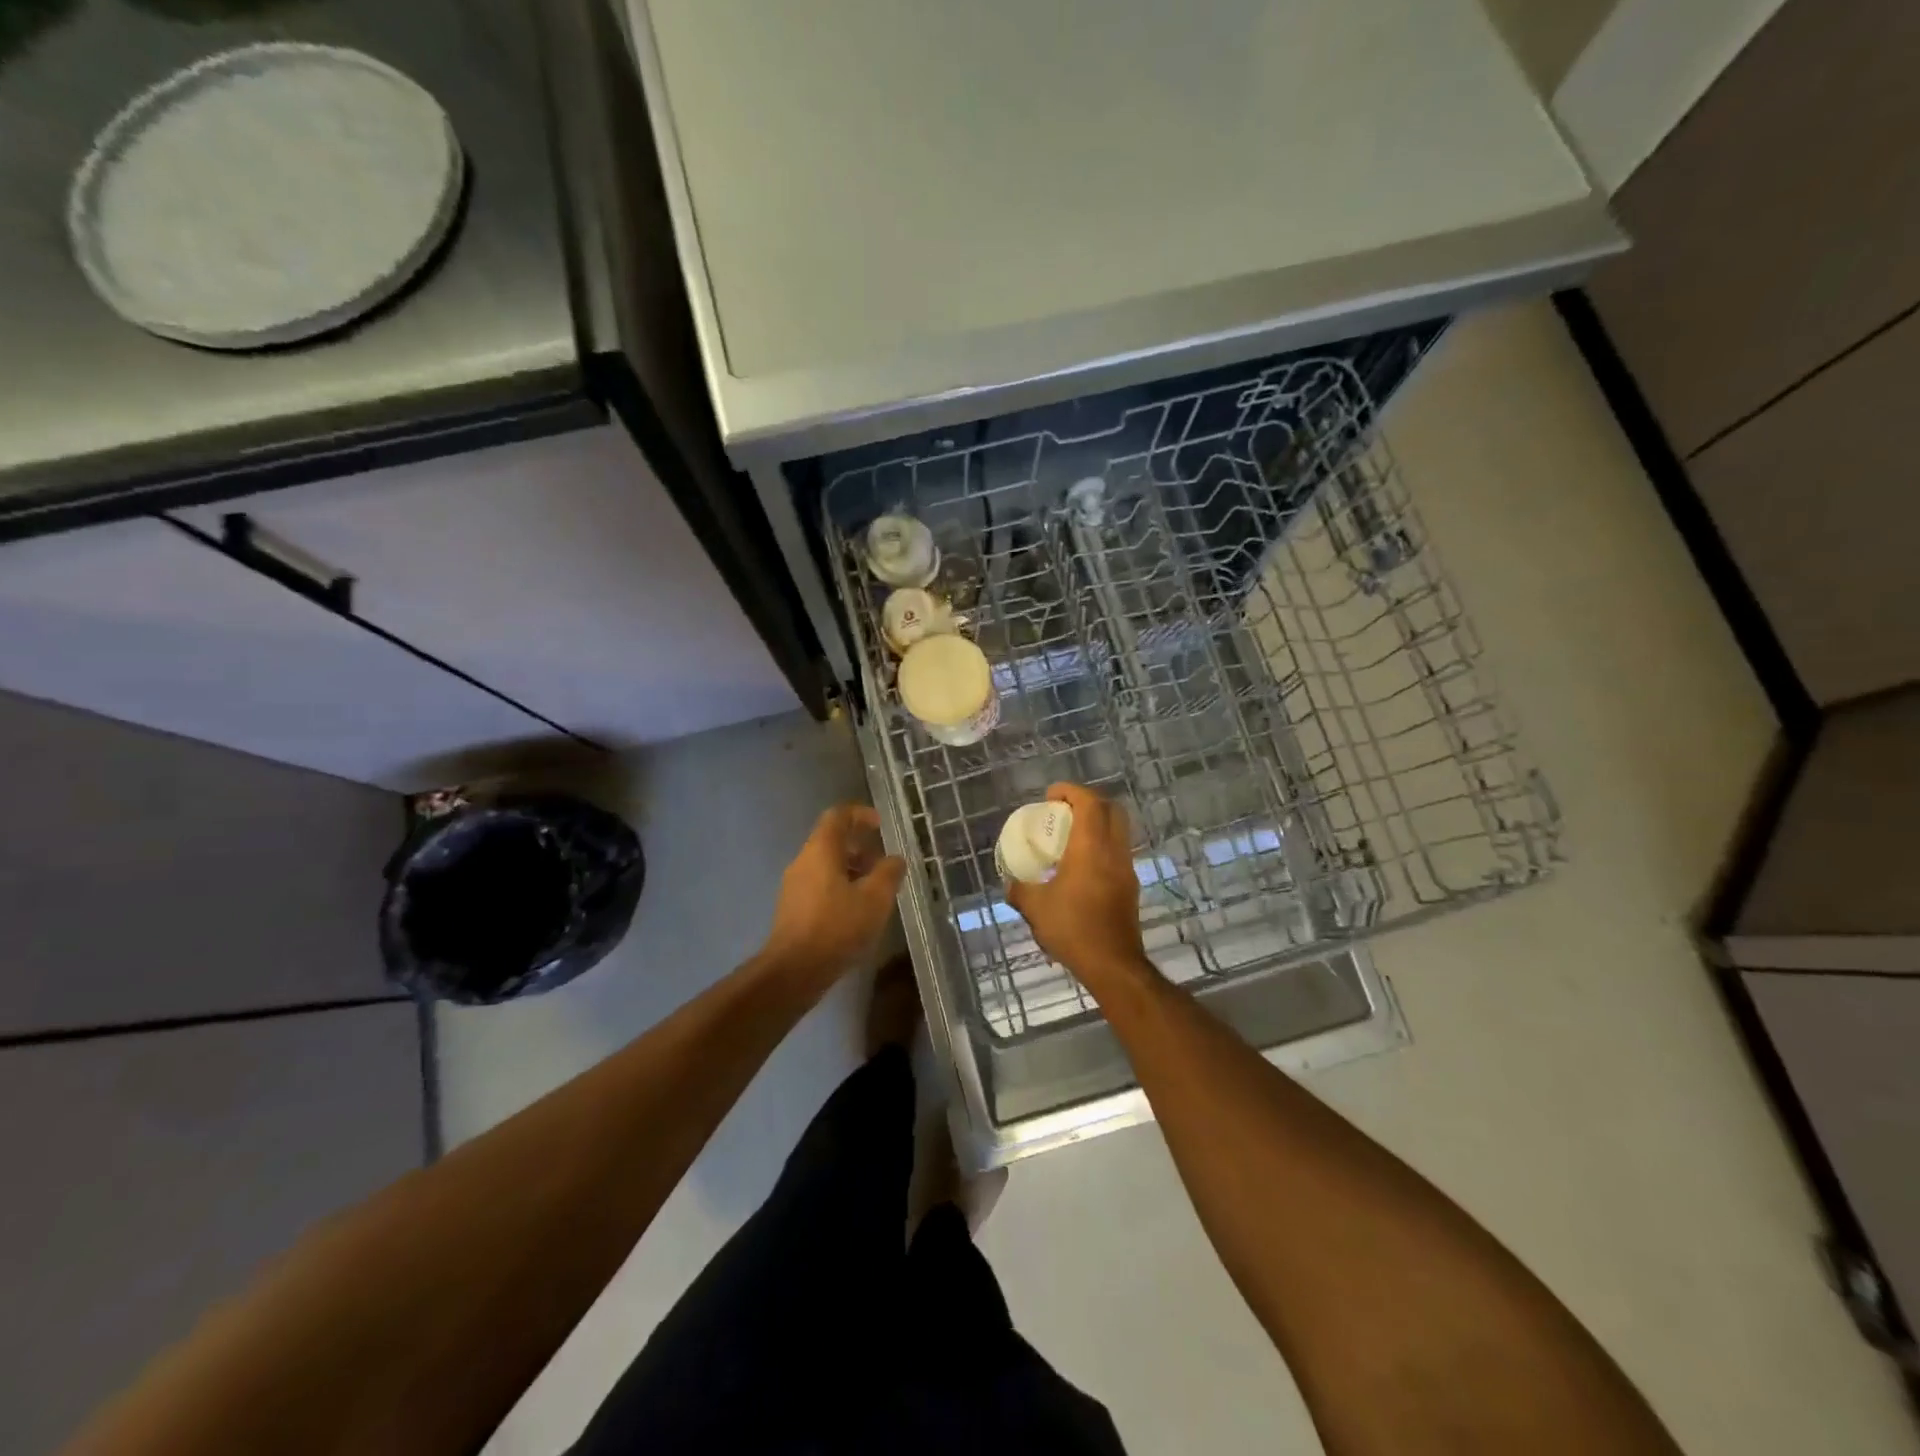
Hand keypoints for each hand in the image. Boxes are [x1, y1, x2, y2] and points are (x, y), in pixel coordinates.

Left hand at [759, 804, 905, 992]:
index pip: (838, 816)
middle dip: (860, 847)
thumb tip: (895, 859)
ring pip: (825, 865)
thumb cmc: (837, 927)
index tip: (880, 825)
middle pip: (831, 840)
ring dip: (851, 869)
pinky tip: (857, 911)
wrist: (794, 971)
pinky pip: (819, 885)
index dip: (860, 814)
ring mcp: (794, 885)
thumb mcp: (875, 899)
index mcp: (821, 850)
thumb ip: (888, 873)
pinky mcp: (792, 908)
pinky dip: (840, 887)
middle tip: (883, 863)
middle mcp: (803, 861)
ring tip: (875, 890)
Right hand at [1006, 784, 1150, 993]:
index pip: (1089, 803)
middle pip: (1112, 810)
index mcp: (1091, 847)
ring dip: (1097, 825)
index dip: (1071, 791)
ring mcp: (1126, 869)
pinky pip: (1118, 853)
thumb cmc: (1072, 928)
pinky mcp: (1130, 888)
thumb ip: (1020, 889)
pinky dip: (1101, 847)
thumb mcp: (1034, 907)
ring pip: (1118, 832)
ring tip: (1071, 838)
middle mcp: (1114, 852)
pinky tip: (1081, 867)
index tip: (1051, 795)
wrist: (1112, 964)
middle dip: (1089, 802)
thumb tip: (1011, 884)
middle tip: (1064, 811)